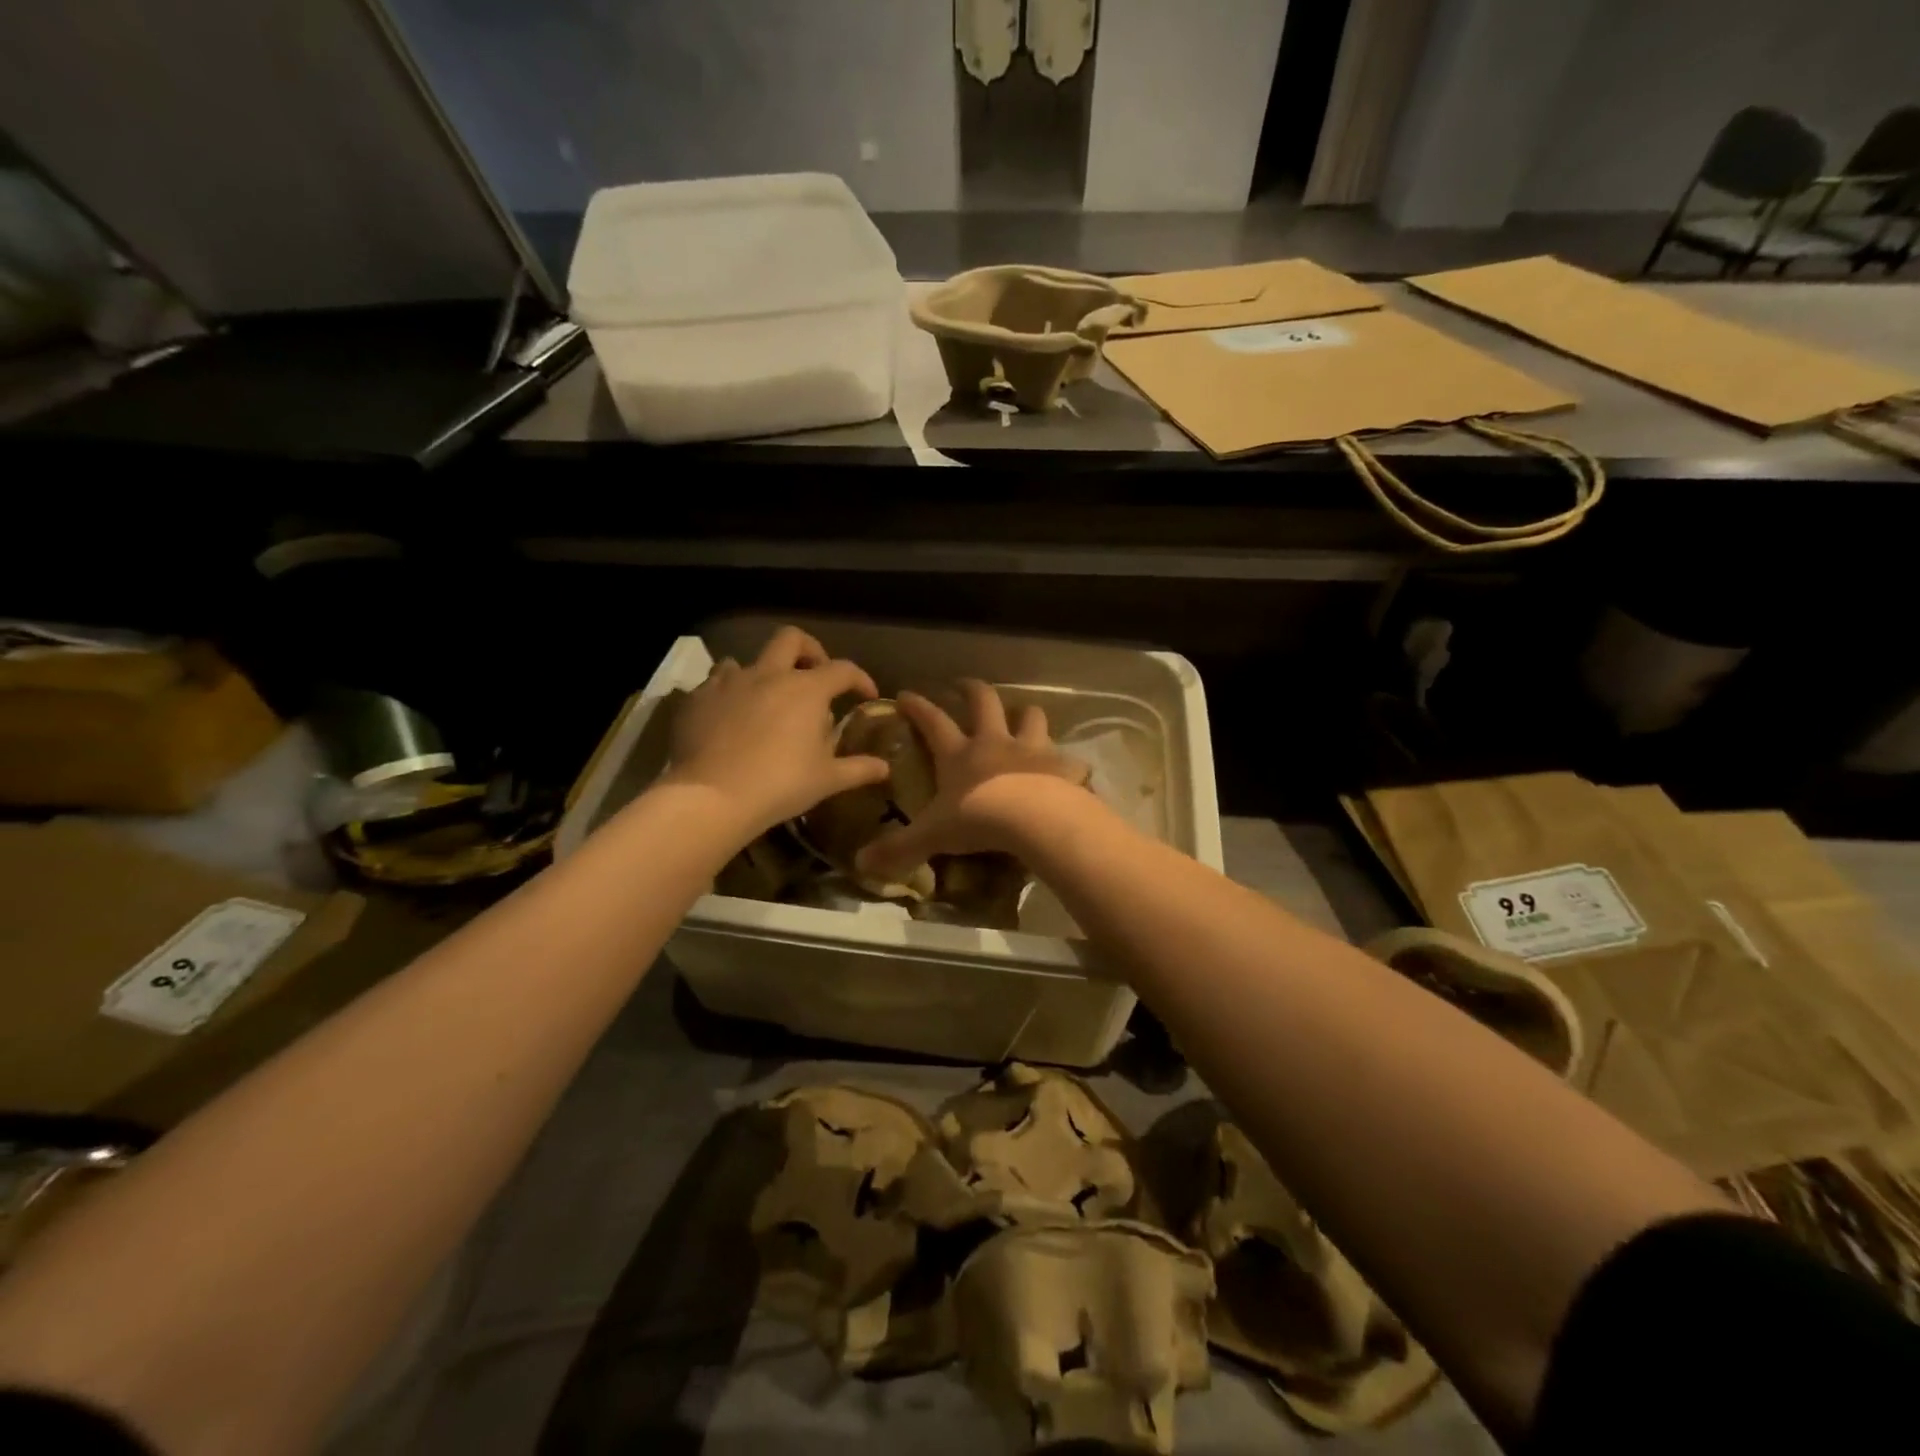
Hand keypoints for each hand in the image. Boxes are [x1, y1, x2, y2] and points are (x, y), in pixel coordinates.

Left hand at [664, 626, 886, 836]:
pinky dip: (730, 693)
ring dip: (763, 672)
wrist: (711, 796)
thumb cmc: (780, 785)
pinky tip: (731, 717)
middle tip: (814, 675)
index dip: (860, 678)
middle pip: (792, 639)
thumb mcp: (827, 780)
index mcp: (807, 689)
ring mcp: (729, 682)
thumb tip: (885, 768)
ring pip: (748, 659)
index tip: (866, 695)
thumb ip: (858, 768)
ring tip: (767, 700)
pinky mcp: (698, 698)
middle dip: (809, 650)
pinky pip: (716, 682)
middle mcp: (769, 674)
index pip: (843, 669)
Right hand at [855, 679, 1088, 880]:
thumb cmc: (978, 820)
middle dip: (972, 690)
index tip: (905, 694)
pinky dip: (1066, 762)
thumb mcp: (932, 836)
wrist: (1035, 819)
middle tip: (964, 685)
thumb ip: (899, 848)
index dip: (918, 707)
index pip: (933, 722)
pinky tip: (1067, 770)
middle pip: (984, 702)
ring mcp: (1032, 750)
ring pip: (1031, 717)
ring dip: (1025, 715)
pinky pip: (1068, 759)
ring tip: (1022, 716)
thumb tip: (861, 864)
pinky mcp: (1063, 766)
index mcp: (960, 754)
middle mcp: (995, 742)